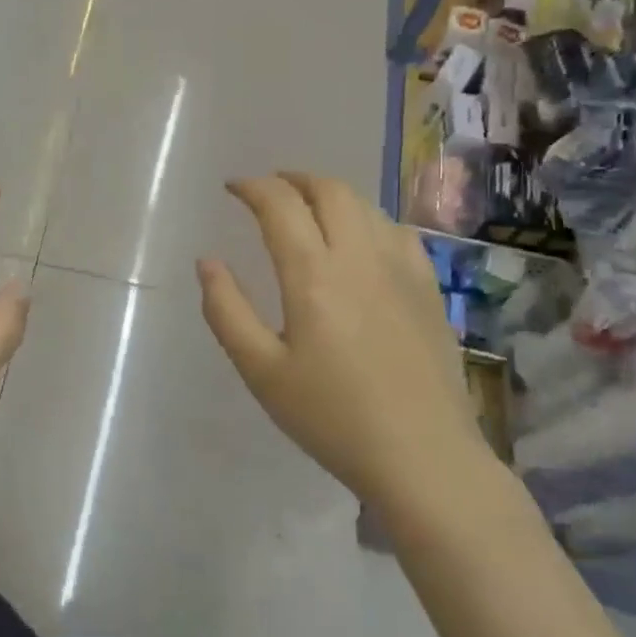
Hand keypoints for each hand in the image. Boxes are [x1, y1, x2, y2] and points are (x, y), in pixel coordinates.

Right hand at [198, 173, 492, 509]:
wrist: (423, 457)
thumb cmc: (331, 417)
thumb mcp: (261, 370)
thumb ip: (226, 310)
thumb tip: (206, 262)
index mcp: (313, 275)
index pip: (280, 205)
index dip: (253, 187)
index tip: (232, 188)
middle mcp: (360, 257)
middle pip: (329, 191)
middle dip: (293, 179)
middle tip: (269, 189)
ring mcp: (402, 270)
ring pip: (366, 205)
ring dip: (330, 194)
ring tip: (308, 208)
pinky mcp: (428, 289)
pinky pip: (398, 231)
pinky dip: (368, 218)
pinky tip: (362, 239)